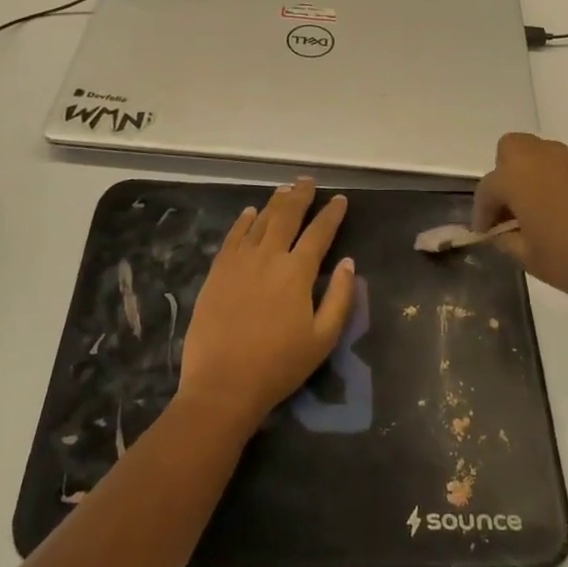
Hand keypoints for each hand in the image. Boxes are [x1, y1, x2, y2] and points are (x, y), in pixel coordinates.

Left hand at [177, 178, 355, 431]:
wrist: (223, 385)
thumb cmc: (279, 366)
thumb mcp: (323, 338)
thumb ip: (340, 298)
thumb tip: (350, 263)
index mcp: (297, 272)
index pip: (319, 233)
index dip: (331, 214)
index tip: (340, 199)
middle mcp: (269, 257)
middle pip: (287, 216)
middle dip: (300, 196)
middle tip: (308, 181)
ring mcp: (239, 262)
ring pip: (260, 221)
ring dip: (274, 203)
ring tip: (284, 190)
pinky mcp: (217, 272)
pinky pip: (233, 237)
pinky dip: (243, 221)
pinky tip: (250, 212)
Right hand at [472, 133, 567, 323]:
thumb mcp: (530, 259)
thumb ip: (508, 240)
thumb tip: (503, 232)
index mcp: (520, 177)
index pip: (488, 187)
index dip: (482, 211)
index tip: (485, 233)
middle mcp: (547, 159)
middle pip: (512, 149)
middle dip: (505, 175)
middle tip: (511, 210)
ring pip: (544, 156)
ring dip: (535, 177)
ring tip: (542, 215)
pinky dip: (562, 184)